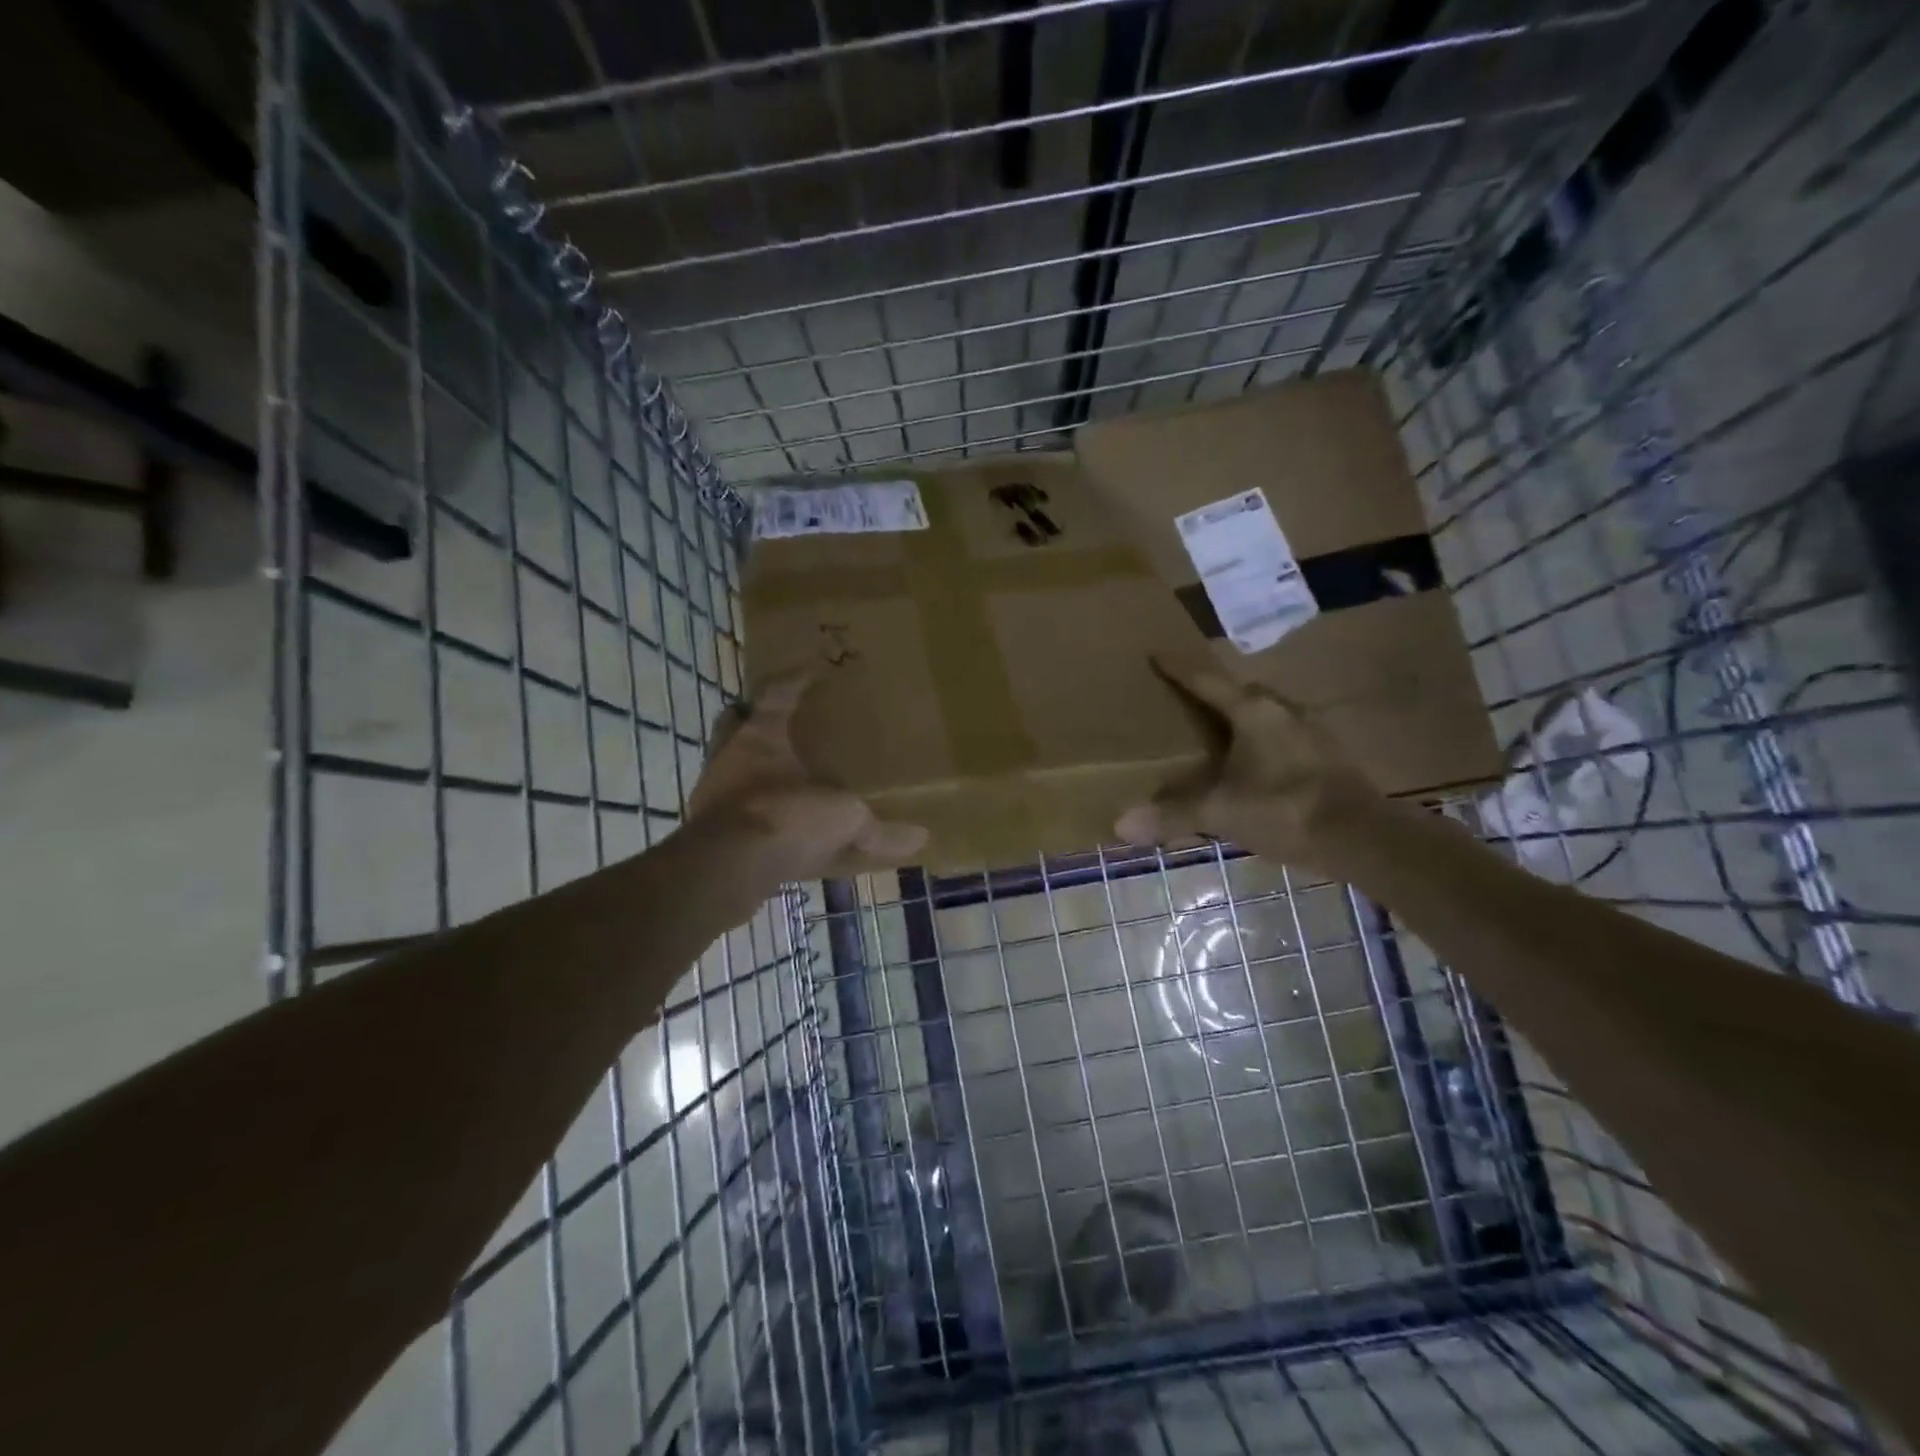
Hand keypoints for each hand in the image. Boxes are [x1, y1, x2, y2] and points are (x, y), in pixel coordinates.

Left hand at [686, 670, 927, 883]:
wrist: (729, 867)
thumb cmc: (788, 817)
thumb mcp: (845, 820)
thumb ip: (879, 830)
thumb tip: (922, 837)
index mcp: (760, 737)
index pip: (775, 695)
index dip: (792, 682)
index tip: (809, 673)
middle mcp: (728, 758)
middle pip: (733, 724)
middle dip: (751, 721)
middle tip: (780, 727)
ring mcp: (712, 794)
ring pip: (726, 767)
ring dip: (747, 770)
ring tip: (776, 779)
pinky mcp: (706, 832)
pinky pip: (729, 810)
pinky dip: (747, 813)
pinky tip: (768, 827)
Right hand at [1115, 653, 1380, 867]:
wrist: (1362, 837)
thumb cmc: (1283, 809)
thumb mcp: (1220, 812)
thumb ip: (1172, 815)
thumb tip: (1120, 825)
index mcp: (1253, 711)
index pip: (1207, 680)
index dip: (1179, 668)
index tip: (1157, 653)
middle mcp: (1283, 710)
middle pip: (1240, 692)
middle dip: (1213, 694)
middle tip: (1185, 700)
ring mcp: (1310, 731)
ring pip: (1265, 714)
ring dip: (1240, 719)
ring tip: (1216, 733)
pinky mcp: (1327, 755)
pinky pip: (1282, 736)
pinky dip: (1260, 742)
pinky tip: (1252, 764)